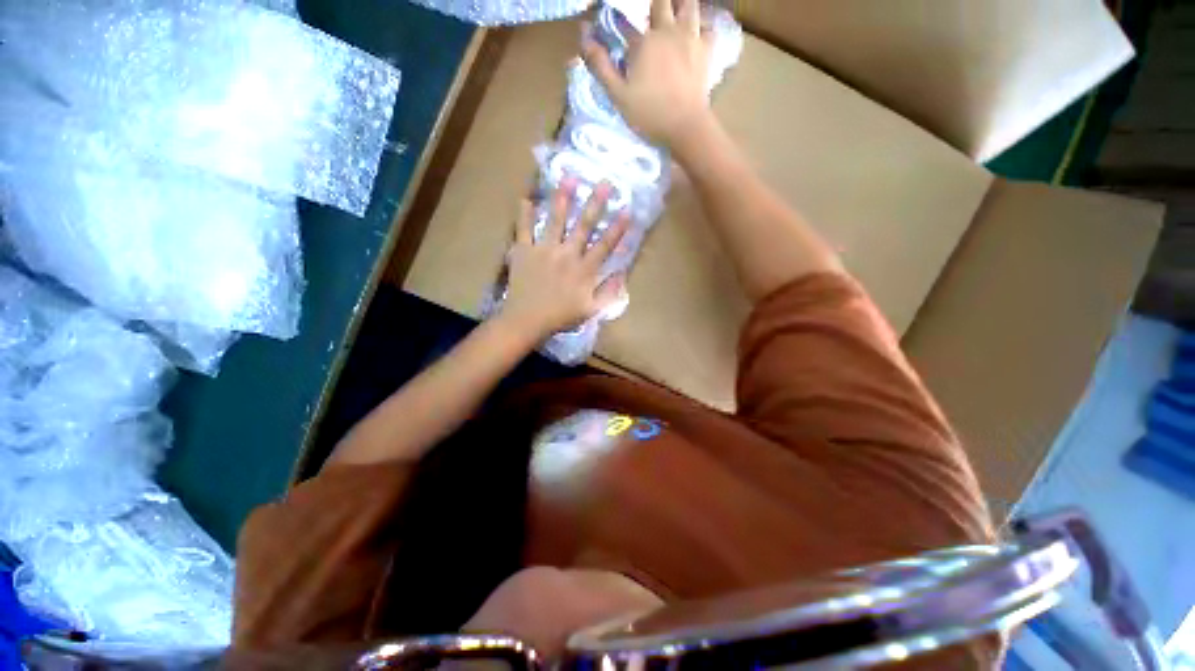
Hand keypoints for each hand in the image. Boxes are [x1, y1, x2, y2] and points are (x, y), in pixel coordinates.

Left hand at [498, 180, 629, 341]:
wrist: (527, 321)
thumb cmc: (561, 317)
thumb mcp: (591, 310)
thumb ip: (609, 292)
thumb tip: (622, 274)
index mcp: (584, 270)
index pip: (605, 245)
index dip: (617, 228)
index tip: (627, 210)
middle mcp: (567, 254)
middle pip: (583, 226)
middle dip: (596, 204)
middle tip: (604, 183)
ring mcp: (544, 250)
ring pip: (555, 220)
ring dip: (563, 199)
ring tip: (569, 178)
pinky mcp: (524, 251)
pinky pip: (524, 229)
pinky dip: (524, 214)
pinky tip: (526, 198)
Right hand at [582, 0, 713, 149]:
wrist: (685, 127)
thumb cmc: (649, 114)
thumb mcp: (618, 95)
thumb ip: (600, 65)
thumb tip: (583, 35)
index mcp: (645, 41)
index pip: (628, 21)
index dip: (619, 22)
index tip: (620, 32)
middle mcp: (669, 31)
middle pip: (662, 2)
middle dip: (655, 5)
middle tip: (650, 16)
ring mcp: (691, 39)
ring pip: (689, 5)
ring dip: (680, 6)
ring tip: (674, 13)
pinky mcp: (707, 52)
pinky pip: (709, 27)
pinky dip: (702, 26)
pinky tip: (696, 33)